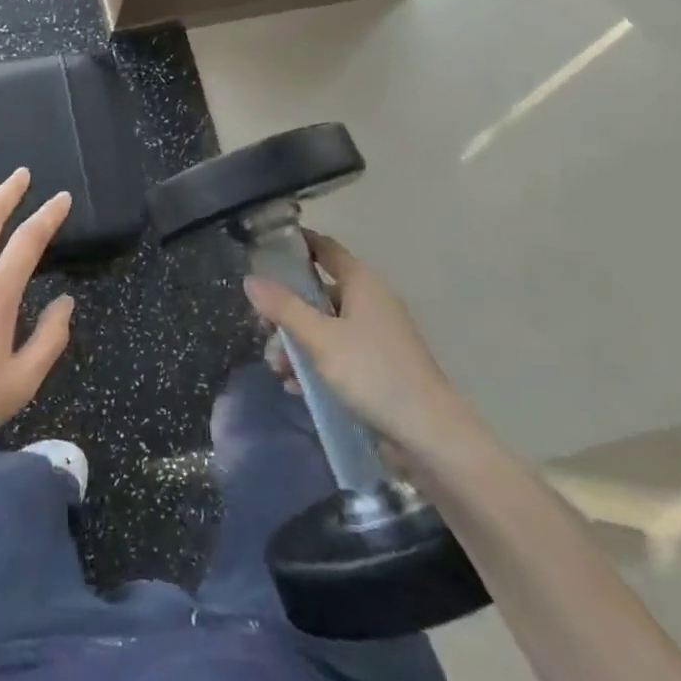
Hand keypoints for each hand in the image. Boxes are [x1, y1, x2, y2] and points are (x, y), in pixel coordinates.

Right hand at [244, 230, 479, 467]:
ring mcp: (376, 336)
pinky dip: (316, 364)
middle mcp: (370, 301)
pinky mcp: (378, 367)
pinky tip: (297, 388)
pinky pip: (338, 354)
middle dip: (287, 311)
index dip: (295, 246)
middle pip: (318, 292)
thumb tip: (250, 278)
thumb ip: (283, 308)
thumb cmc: (372, 373)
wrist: (430, 435)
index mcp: (361, 282)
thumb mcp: (320, 339)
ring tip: (279, 369)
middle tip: (263, 329)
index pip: (324, 248)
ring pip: (325, 327)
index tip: (263, 252)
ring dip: (298, 344)